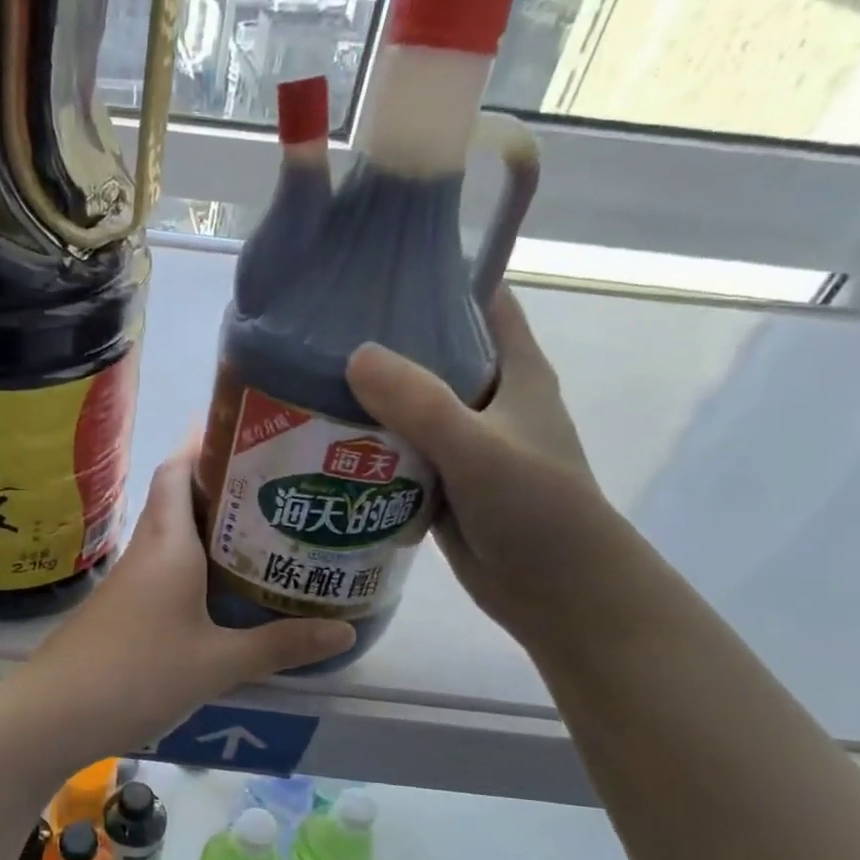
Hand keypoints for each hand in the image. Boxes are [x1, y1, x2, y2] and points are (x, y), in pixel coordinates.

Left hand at [14, 451, 354, 763]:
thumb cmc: (137, 674)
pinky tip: (222, 591)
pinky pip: (163, 570)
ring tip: (262, 532)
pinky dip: (194, 566)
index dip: (205, 443)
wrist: (53, 714)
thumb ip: (279, 645)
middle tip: (276, 485)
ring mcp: (128, 582)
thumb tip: (344, 632)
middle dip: (220, 485)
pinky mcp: (121, 610)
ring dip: (208, 528)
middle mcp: (145, 551)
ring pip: (171, 537)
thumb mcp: (217, 663)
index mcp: (168, 544)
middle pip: (177, 498)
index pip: (177, 470)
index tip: (247, 431)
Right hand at [346, 287, 632, 652]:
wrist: (558, 592)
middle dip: (382, 340)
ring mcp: (461, 442)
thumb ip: (420, 403)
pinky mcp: (439, 482)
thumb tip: (355, 355)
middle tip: (315, 330)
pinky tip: (317, 441)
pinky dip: (364, 446)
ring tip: (301, 381)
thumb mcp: (479, 448)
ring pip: (406, 406)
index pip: (480, 300)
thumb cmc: (537, 509)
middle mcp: (487, 399)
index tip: (375, 267)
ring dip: (365, 398)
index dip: (437, 277)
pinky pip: (395, 453)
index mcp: (515, 370)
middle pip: (431, 352)